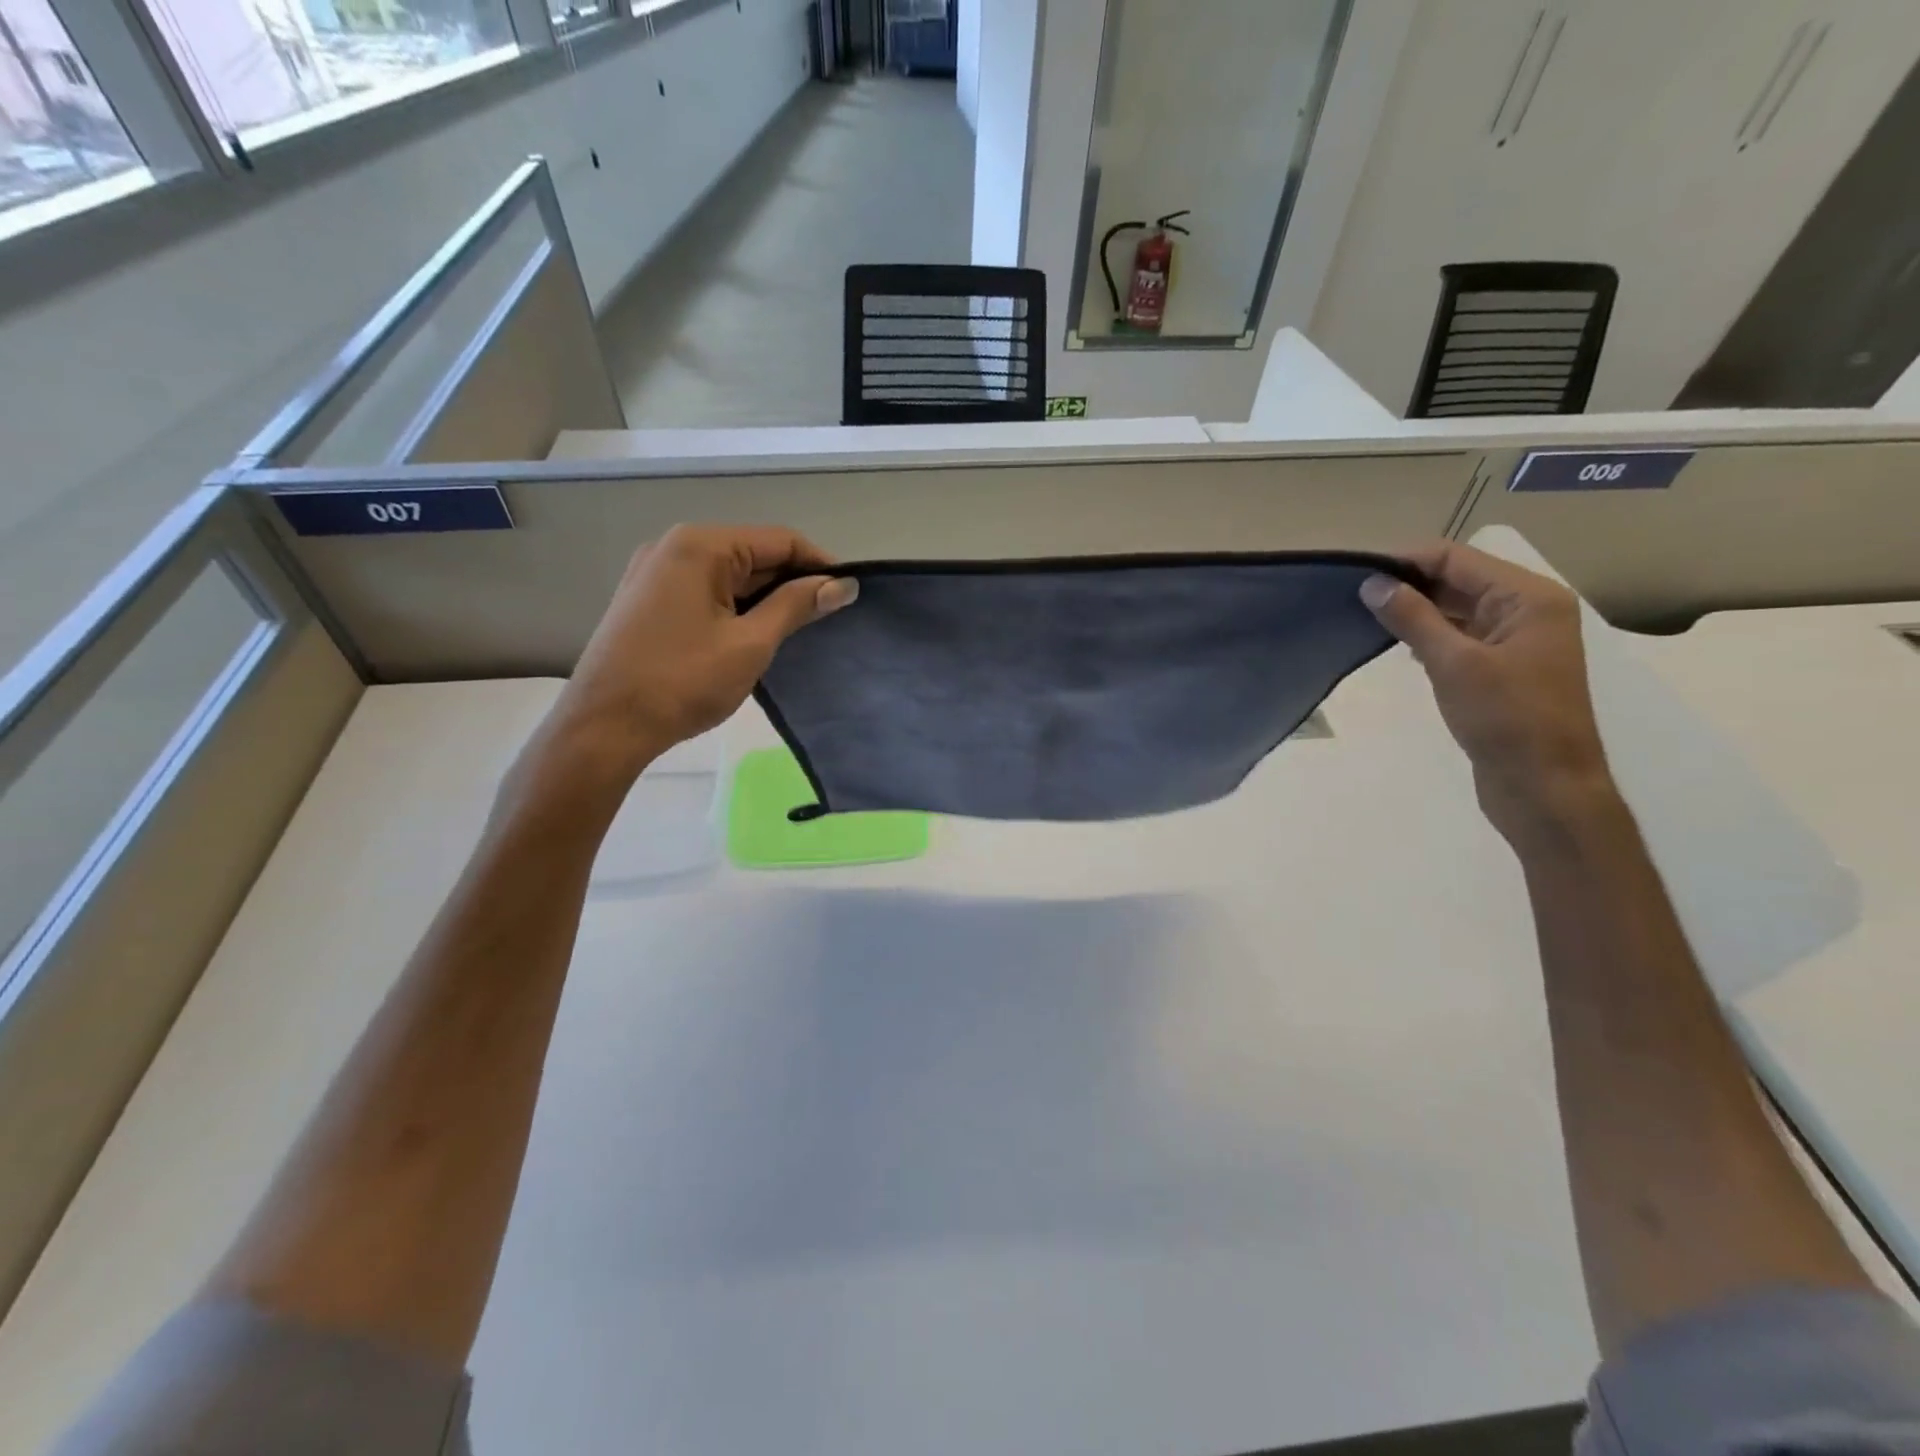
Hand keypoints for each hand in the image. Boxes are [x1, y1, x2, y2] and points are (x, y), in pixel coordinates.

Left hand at [540, 525, 855, 797]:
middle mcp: (674, 547)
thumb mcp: (750, 644)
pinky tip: (756, 636)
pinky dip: (737, 608)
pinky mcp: (648, 601)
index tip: (850, 594)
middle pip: (752, 554)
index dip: (820, 564)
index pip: (779, 540)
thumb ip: (797, 606)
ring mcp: (656, 573)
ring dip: (766, 598)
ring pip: (729, 575)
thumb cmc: (682, 682)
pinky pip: (706, 592)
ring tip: (800, 631)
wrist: (604, 727)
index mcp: (700, 546)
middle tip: (829, 618)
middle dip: (793, 583)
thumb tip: (841, 585)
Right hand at [1360, 542, 1613, 844]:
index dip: (1407, 560)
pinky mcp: (1501, 668)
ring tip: (1365, 616)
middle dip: (1409, 583)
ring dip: (1416, 610)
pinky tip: (1397, 645)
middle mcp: (1527, 610)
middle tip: (1353, 595)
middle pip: (1459, 579)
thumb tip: (1373, 584)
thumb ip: (1413, 618)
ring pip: (1457, 609)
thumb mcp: (1455, 664)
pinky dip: (1429, 634)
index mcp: (1529, 598)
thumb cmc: (1507, 720)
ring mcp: (1516, 640)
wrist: (1544, 787)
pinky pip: (1460, 636)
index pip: (1458, 559)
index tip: (1356, 572)